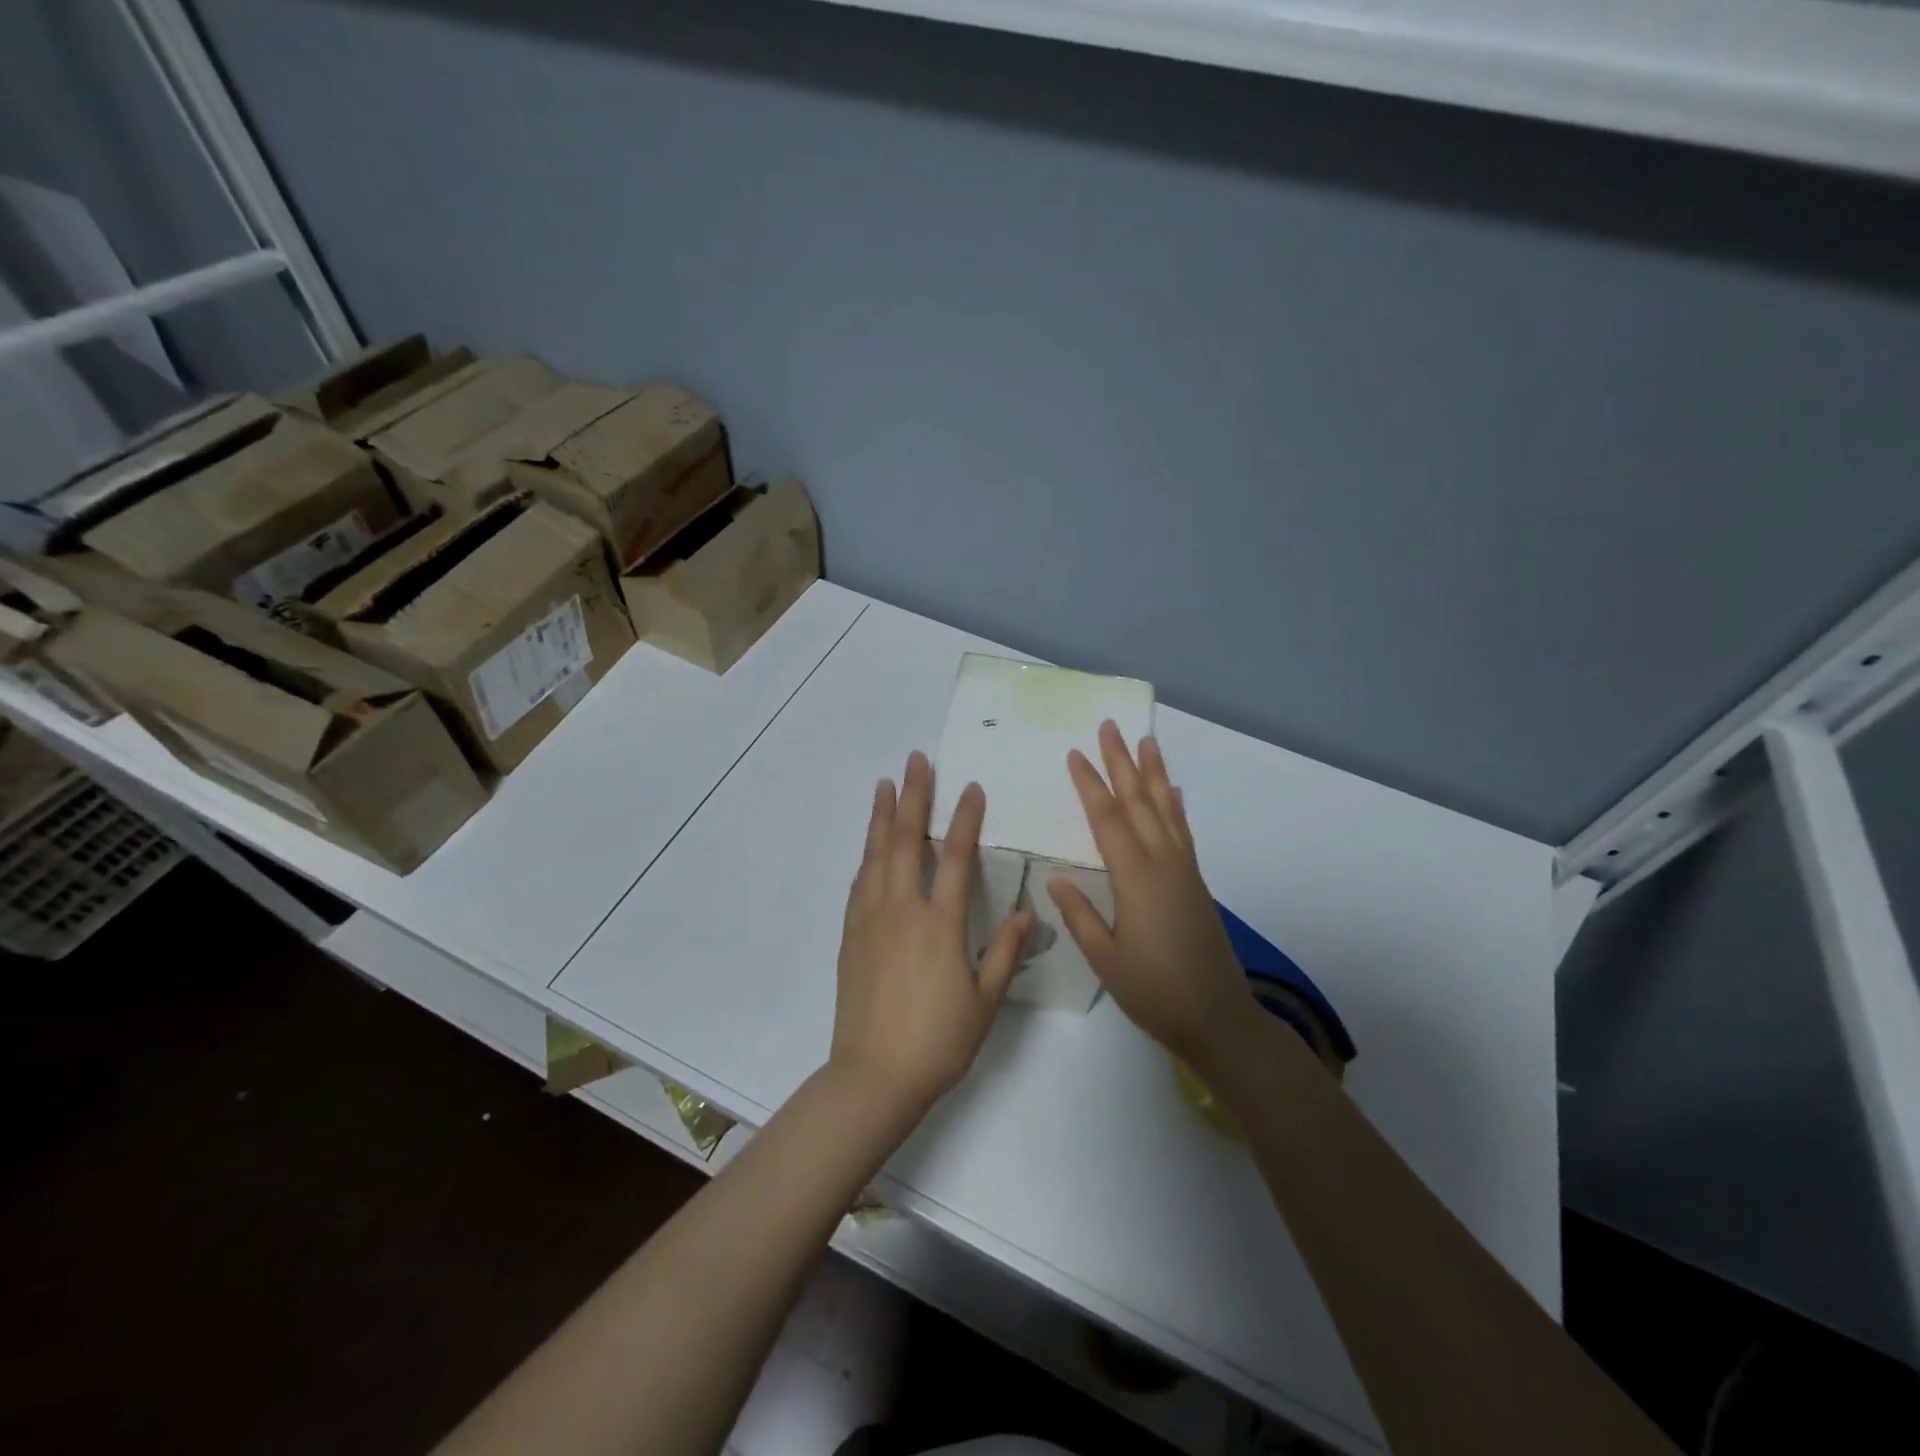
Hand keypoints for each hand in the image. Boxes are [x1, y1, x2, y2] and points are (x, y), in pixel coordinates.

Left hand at [831, 751, 1035, 1115]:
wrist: (873, 1075)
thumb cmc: (938, 1041)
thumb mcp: (985, 1001)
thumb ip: (1005, 951)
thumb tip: (1027, 912)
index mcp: (939, 924)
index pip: (954, 857)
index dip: (964, 818)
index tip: (970, 787)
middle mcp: (901, 910)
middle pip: (905, 839)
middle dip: (913, 795)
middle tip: (917, 760)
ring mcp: (870, 919)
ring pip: (875, 854)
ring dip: (881, 815)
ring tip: (886, 783)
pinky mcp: (850, 934)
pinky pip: (859, 882)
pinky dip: (866, 854)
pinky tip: (869, 844)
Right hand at [1047, 722, 1256, 1069]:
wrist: (1217, 1018)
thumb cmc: (1154, 992)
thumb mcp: (1106, 960)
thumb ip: (1080, 915)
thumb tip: (1057, 876)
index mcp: (1137, 880)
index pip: (1108, 820)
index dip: (1090, 785)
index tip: (1076, 754)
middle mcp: (1164, 865)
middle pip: (1139, 803)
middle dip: (1123, 763)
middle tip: (1110, 727)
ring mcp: (1185, 871)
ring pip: (1166, 810)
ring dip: (1154, 774)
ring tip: (1146, 741)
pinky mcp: (1197, 883)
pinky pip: (1184, 833)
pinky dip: (1177, 807)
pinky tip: (1174, 792)